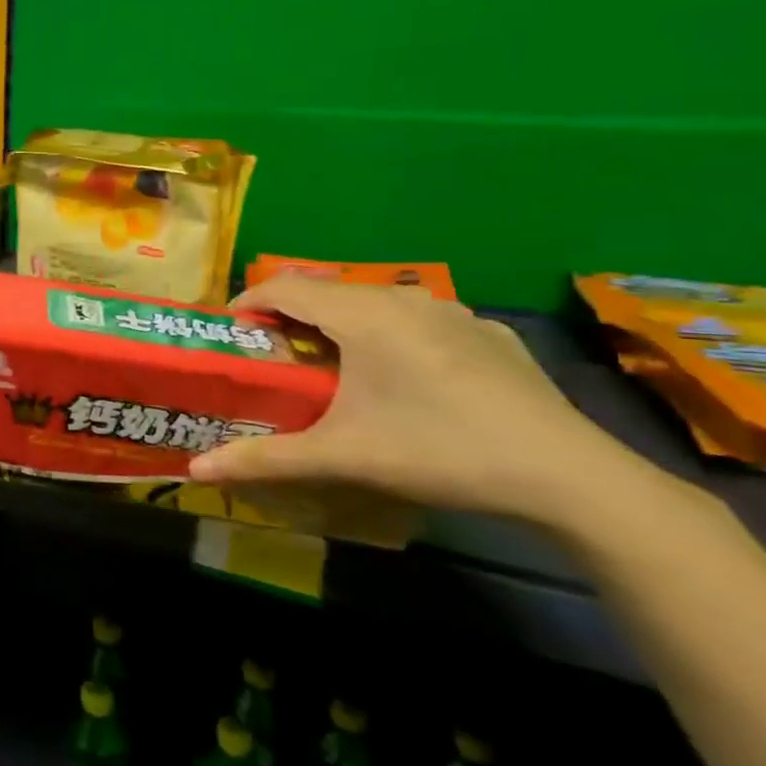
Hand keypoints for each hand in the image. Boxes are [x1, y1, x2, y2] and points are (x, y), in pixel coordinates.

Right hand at [187, 276, 640, 526]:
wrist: (569, 477)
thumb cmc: (439, 452)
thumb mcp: (341, 457)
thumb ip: (264, 459)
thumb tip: (196, 472)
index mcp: (363, 315)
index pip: (285, 288)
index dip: (248, 302)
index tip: (229, 331)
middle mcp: (404, 298)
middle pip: (327, 291)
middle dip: (290, 314)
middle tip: (270, 353)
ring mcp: (453, 311)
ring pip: (374, 302)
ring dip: (339, 322)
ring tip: (328, 362)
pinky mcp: (487, 332)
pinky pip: (417, 318)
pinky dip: (388, 333)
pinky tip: (400, 376)